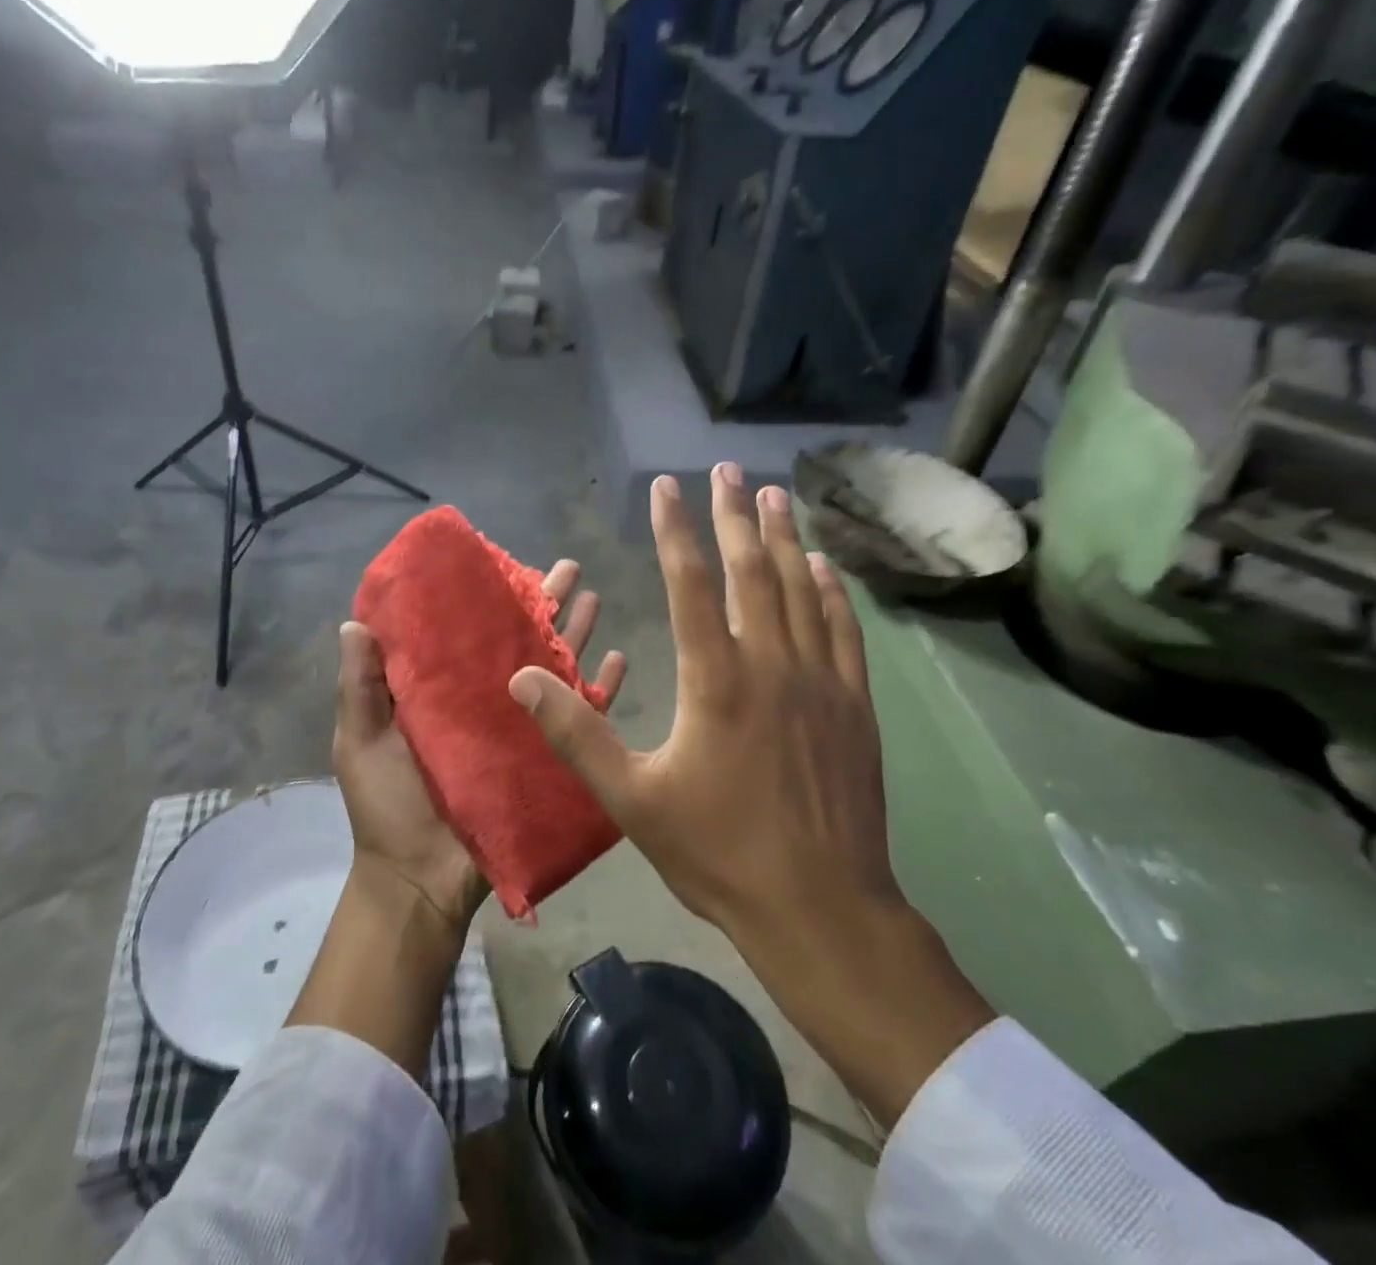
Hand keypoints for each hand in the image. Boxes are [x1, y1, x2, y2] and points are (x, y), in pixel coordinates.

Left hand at [333, 559, 626, 934]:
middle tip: (568, 568)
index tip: (504, 563)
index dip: (486, 598)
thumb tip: (353, 622)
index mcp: (444, 691)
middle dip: (544, 604)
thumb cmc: (388, 807)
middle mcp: (486, 699)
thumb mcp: (361, 741)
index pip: (469, 632)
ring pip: (555, 669)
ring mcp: (520, 728)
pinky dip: (602, 691)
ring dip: (575, 634)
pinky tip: (619, 659)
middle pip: (520, 641)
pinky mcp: (547, 759)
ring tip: (594, 598)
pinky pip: (580, 719)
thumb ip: (360, 686)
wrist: (422, 880)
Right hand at [508, 464, 991, 1125]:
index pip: (692, 583)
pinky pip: (842, 631)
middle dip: (735, 514)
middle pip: (751, 571)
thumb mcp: (631, 801)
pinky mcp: (854, 706)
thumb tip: (522, 680)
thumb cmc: (719, 853)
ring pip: (800, 590)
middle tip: (728, 468)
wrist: (821, 908)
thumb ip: (574, 735)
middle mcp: (771, 665)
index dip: (676, 530)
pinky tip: (823, 566)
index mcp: (715, 681)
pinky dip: (830, 591)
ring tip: (775, 494)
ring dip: (784, 538)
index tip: (668, 485)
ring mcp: (820, 682)